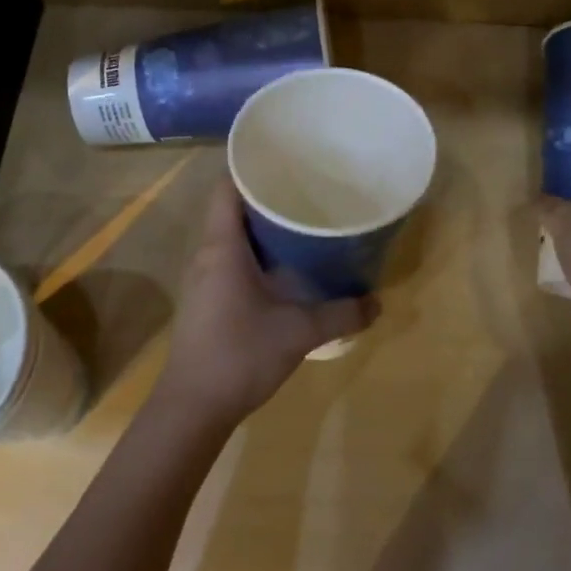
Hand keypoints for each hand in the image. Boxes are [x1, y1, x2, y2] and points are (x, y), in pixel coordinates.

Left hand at [160, 176, 377, 425]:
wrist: (192, 408)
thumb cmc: (239, 355)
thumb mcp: (299, 332)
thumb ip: (342, 314)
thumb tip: (378, 303)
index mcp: (223, 247)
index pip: (228, 187)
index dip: (253, 168)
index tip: (287, 162)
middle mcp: (208, 254)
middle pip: (232, 208)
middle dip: (267, 197)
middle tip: (308, 191)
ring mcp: (204, 278)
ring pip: (232, 236)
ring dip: (262, 227)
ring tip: (302, 222)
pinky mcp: (206, 299)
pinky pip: (231, 259)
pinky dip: (256, 252)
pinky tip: (285, 266)